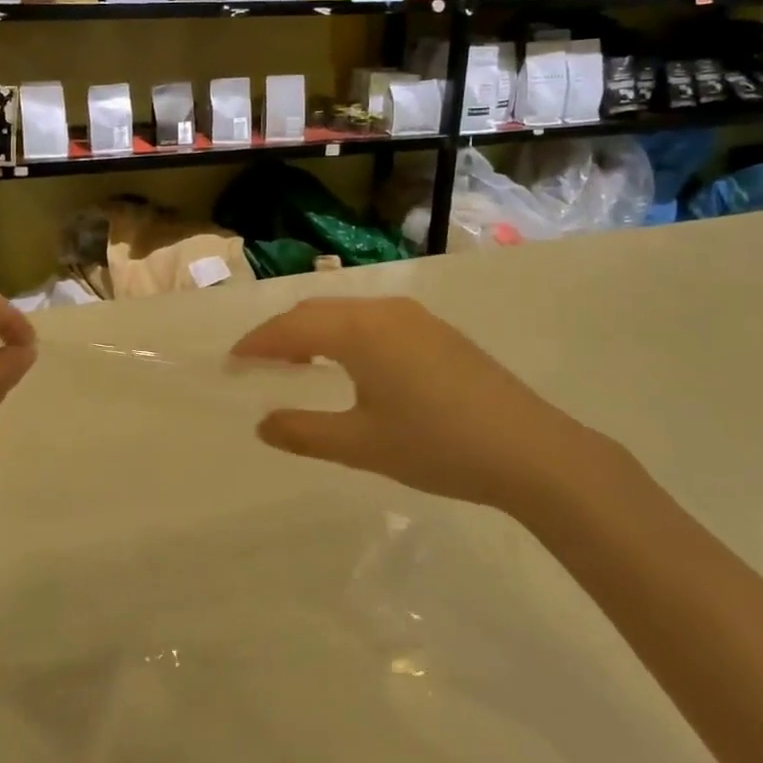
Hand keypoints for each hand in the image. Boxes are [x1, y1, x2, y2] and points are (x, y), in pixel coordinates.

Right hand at [231, 297, 607, 512]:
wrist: (532, 451)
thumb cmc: (437, 446)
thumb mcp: (362, 445)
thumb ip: (305, 432)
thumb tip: (263, 424)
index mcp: (359, 332)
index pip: (291, 328)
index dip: (257, 343)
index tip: (231, 363)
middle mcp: (383, 311)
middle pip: (317, 311)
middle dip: (282, 334)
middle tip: (258, 365)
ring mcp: (416, 317)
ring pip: (347, 313)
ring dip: (315, 332)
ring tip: (298, 365)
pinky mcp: (437, 331)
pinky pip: (374, 320)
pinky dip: (345, 335)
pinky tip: (350, 365)